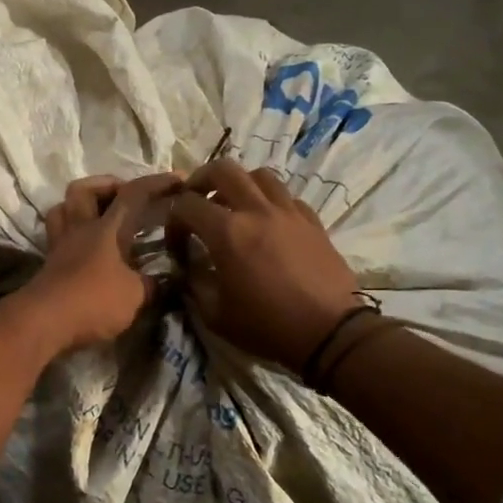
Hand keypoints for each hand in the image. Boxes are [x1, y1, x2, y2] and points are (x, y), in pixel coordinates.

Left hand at [24, 173, 184, 354]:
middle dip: (106, 185)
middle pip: (82, 190)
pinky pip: (58, 236)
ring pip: (62, 209)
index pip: (133, 194)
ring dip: (80, 206)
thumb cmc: (94, 301)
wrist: (44, 322)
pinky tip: (86, 248)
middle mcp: (80, 229)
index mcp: (106, 228)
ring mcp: (59, 246)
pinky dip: (72, 234)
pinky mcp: (48, 266)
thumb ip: (150, 285)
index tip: (179, 179)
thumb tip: (161, 282)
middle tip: (125, 197)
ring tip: (100, 217)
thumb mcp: (134, 295)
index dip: (157, 183)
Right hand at [166, 161, 360, 372]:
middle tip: (196, 200)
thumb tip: (188, 268)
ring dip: (240, 185)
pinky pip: (286, 196)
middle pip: (223, 169)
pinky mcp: (312, 221)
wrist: (329, 332)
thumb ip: (194, 284)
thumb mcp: (215, 315)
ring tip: (234, 206)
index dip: (173, 221)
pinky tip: (267, 223)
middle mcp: (257, 211)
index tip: (177, 244)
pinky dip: (270, 202)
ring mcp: (288, 212)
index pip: (187, 205)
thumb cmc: (267, 326)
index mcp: (227, 233)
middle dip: (201, 181)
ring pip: (259, 175)